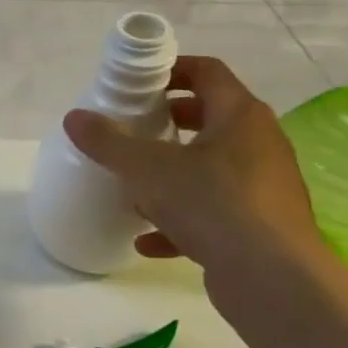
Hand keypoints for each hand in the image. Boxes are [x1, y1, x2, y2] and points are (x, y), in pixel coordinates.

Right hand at [63, 55, 331, 281]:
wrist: (272, 279)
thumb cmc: (212, 204)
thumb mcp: (146, 168)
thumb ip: (108, 141)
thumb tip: (74, 117)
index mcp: (240, 117)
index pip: (207, 72)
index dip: (171, 69)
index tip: (136, 82)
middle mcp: (259, 144)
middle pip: (210, 118)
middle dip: (168, 121)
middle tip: (131, 128)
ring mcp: (263, 187)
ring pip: (210, 168)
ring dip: (172, 173)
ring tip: (134, 185)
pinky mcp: (259, 226)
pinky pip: (213, 213)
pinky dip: (180, 221)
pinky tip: (147, 240)